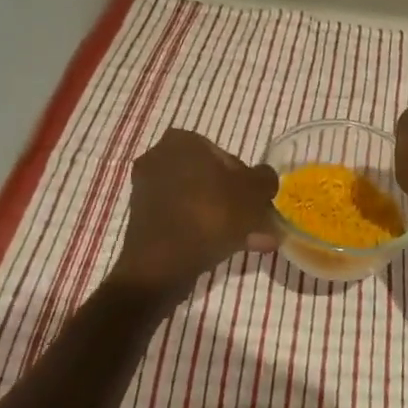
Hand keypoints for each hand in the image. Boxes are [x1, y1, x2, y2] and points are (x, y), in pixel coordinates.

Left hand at [113, 129, 279, 289]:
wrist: (161, 266)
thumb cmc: (210, 215)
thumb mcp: (254, 192)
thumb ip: (265, 179)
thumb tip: (264, 181)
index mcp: (182, 141)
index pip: (227, 157)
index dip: (248, 181)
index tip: (259, 204)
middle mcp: (159, 159)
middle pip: (212, 181)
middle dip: (237, 204)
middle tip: (258, 226)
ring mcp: (147, 191)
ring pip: (199, 203)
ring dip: (225, 220)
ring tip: (251, 243)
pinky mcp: (142, 221)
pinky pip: (183, 220)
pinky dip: (203, 231)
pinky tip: (226, 250)